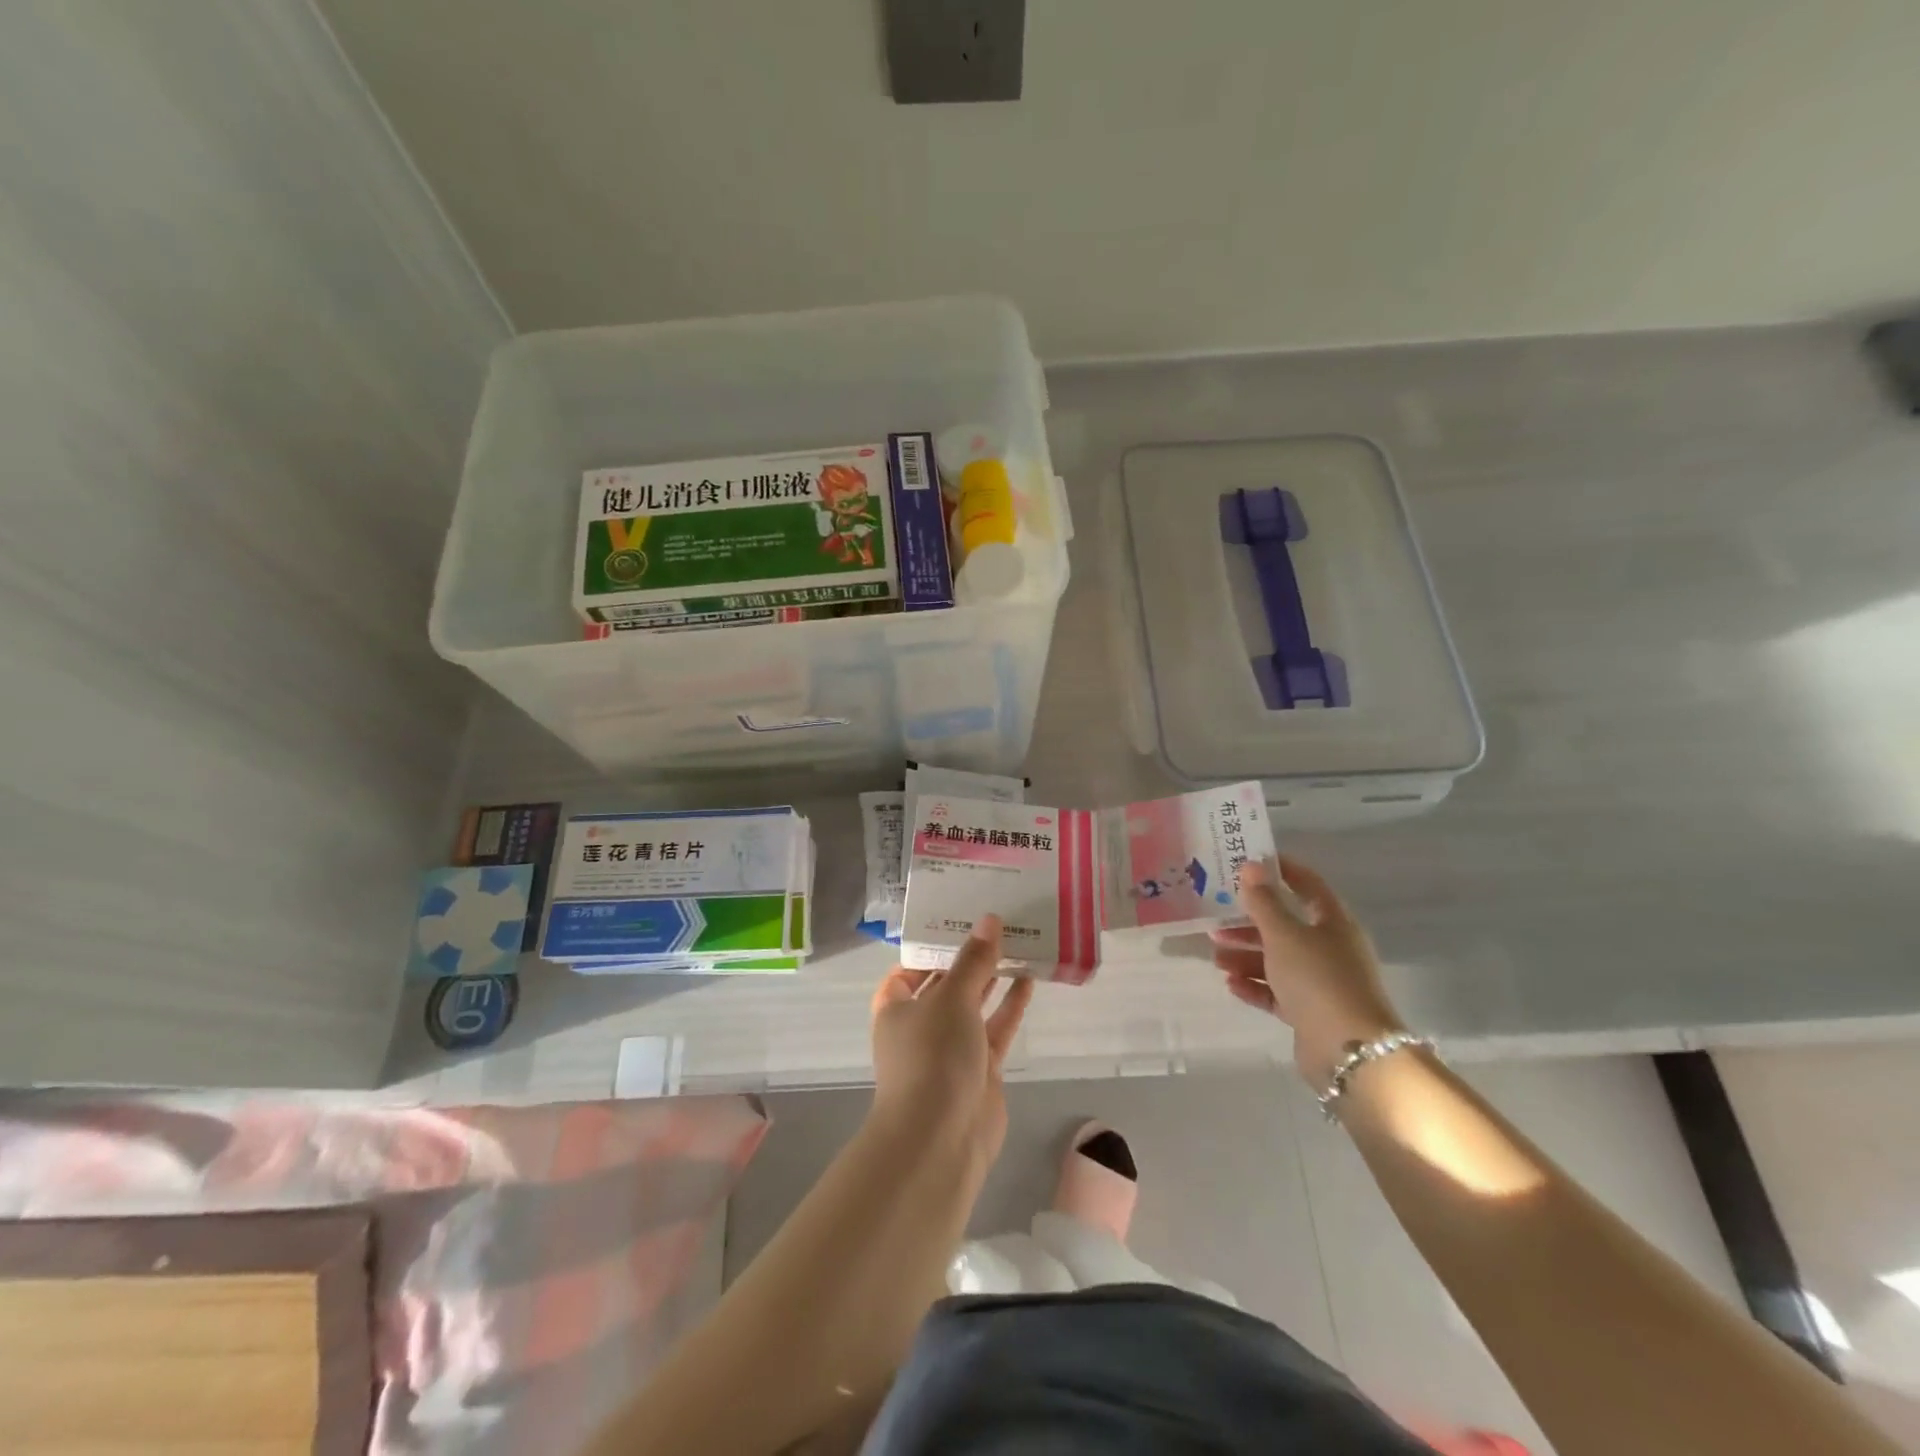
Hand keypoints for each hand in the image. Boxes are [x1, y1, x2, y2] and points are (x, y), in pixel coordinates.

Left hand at [870, 915, 1033, 1167]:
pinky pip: (996, 1028)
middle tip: (997, 925)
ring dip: (993, 979)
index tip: (958, 922)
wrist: (940, 1139)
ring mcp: (951, 1049)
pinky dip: (1010, 1006)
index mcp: (896, 1007)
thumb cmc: (932, 1056)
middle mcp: (921, 1025)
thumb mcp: (952, 998)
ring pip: (974, 1005)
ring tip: (1019, 944)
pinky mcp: (981, 1069)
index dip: (930, 948)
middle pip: (945, 984)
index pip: (907, 970)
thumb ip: (974, 960)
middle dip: (968, 959)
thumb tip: (989, 920)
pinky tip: (1029, 979)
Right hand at [1211, 857, 1404, 1089]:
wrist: (1350, 1050)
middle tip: (1215, 920)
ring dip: (1246, 956)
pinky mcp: (1310, 1012)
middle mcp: (1330, 947)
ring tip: (1216, 958)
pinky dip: (1255, 986)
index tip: (1245, 863)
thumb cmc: (1317, 978)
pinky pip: (1277, 992)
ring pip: (1278, 960)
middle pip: (1285, 925)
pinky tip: (1231, 984)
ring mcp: (1321, 981)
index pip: (1306, 884)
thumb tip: (1250, 866)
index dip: (1279, 870)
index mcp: (1332, 921)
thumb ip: (1263, 901)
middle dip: (1249, 923)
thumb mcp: (1284, 934)